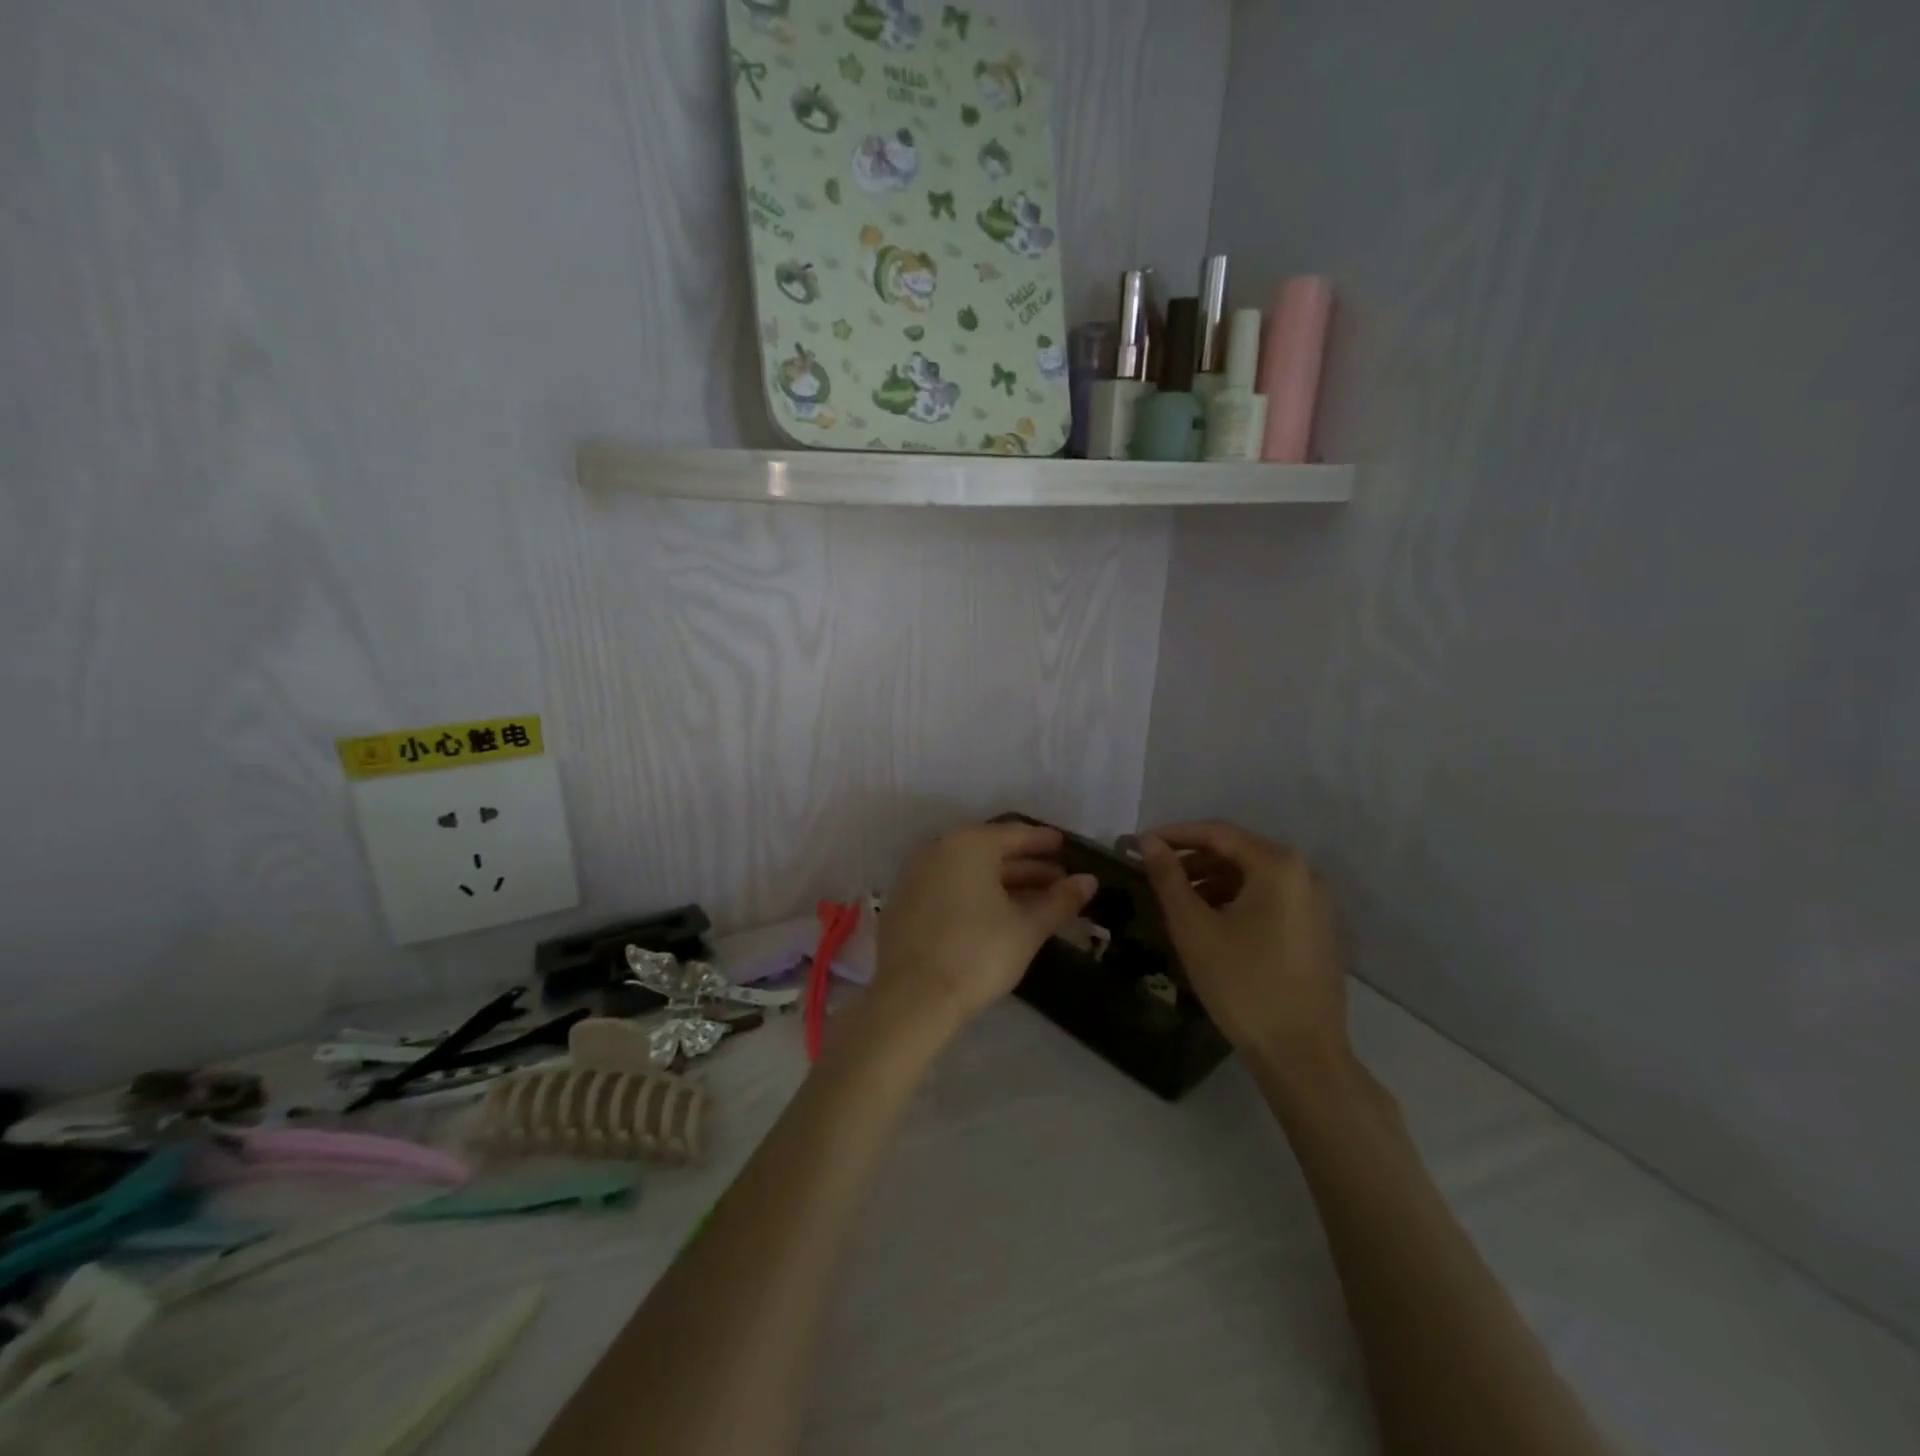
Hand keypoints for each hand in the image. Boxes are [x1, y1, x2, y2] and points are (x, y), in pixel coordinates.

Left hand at [873, 822, 1096, 1037]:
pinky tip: (998, 915)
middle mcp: (939, 848)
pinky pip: (951, 886)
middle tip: (1060, 881)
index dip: (1045, 842)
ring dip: (1004, 882)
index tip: (1066, 847)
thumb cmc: (977, 954)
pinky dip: (977, 894)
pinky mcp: (906, 902)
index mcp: (969, 844)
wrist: (911, 999)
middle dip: (1028, 867)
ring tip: (1037, 901)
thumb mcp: (1027, 928)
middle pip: (992, 851)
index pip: (1016, 834)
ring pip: (971, 871)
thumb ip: (1060, 901)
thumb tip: (1089, 881)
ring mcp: (917, 874)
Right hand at [1140, 821, 1347, 1068]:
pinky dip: (1235, 900)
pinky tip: (1210, 922)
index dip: (1174, 835)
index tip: (1138, 845)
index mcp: (1277, 865)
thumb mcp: (1194, 927)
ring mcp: (1314, 902)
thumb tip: (1147, 842)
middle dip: (1192, 860)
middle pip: (1237, 851)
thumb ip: (1168, 877)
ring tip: (1176, 902)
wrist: (1302, 1054)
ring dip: (1211, 881)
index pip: (1216, 833)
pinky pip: (1268, 898)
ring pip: (1252, 876)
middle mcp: (1303, 873)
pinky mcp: (1316, 928)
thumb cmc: (1242, 984)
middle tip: (1154, 874)